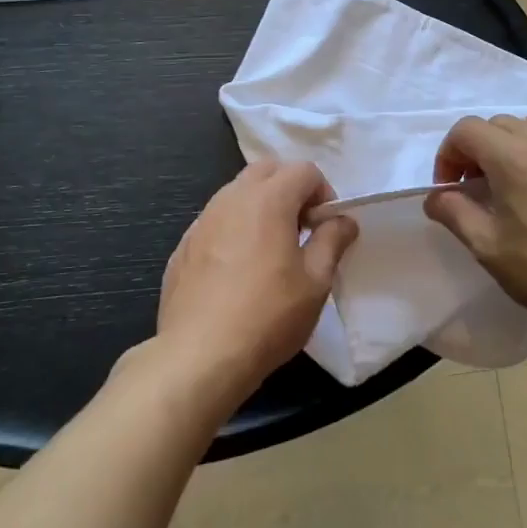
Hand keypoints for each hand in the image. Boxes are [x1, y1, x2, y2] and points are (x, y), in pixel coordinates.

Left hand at [154, 162, 356, 413]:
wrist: (199, 357)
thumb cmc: (268, 316)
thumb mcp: (315, 281)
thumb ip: (333, 240)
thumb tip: (343, 219)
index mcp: (268, 199)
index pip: (304, 170)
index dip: (323, 192)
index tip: (325, 227)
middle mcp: (231, 198)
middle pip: (267, 170)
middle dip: (290, 189)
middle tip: (301, 230)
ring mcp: (202, 221)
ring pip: (237, 193)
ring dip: (260, 207)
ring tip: (270, 251)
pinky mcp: (184, 246)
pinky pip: (216, 221)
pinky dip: (234, 229)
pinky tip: (237, 272)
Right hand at [424, 114, 526, 337]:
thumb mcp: (487, 247)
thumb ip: (453, 212)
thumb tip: (436, 196)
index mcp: (512, 158)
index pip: (466, 130)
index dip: (450, 154)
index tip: (452, 187)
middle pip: (497, 124)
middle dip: (479, 150)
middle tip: (480, 188)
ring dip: (514, 143)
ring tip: (517, 177)